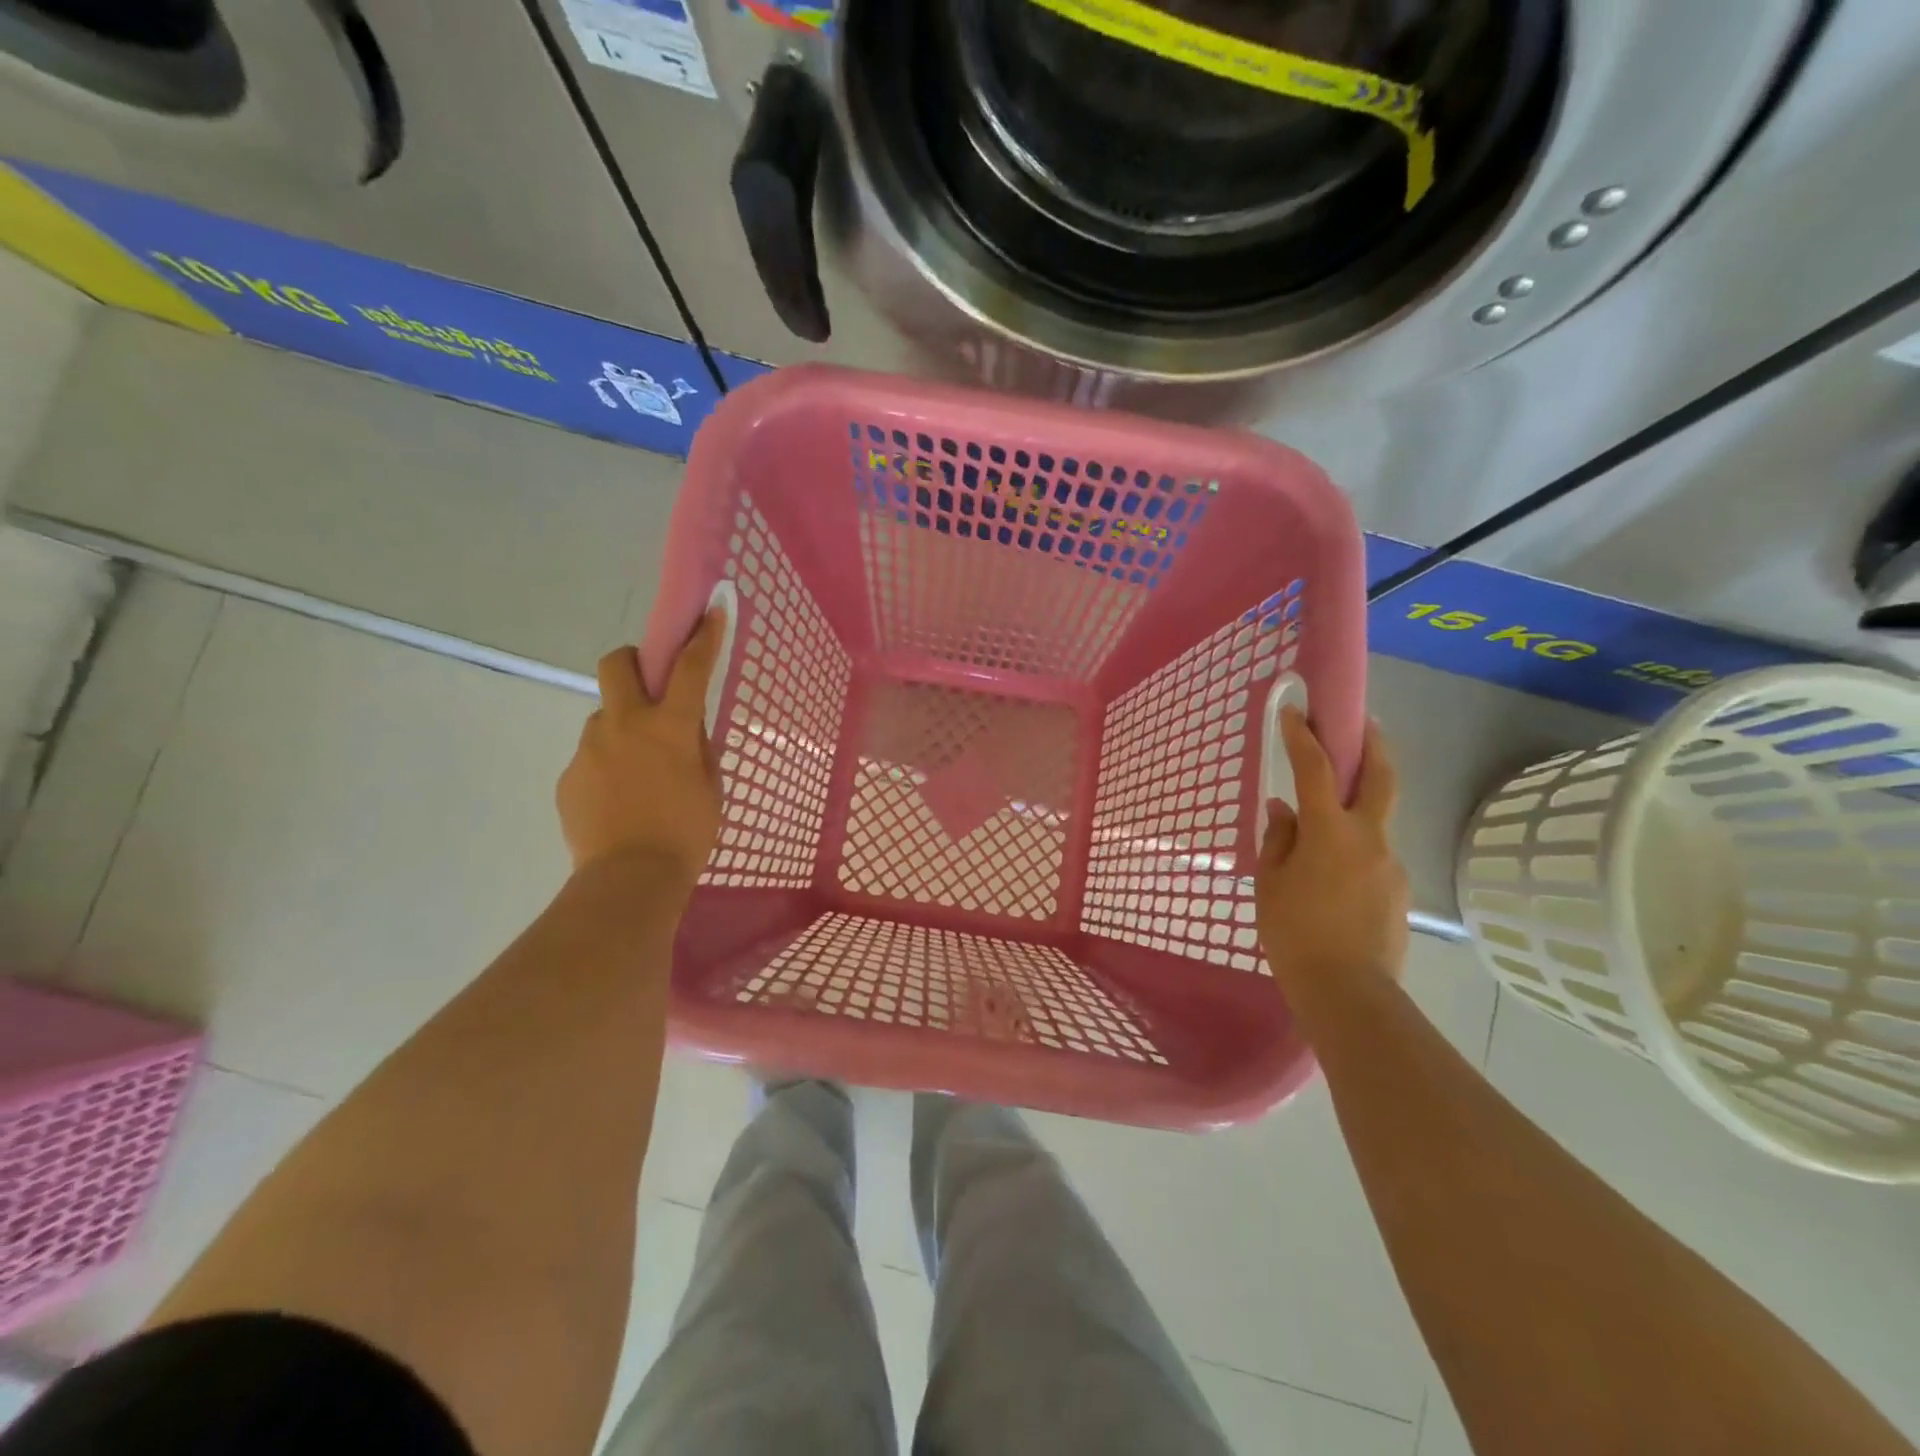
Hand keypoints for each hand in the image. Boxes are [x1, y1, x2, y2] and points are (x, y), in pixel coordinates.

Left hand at [557, 610, 725, 891]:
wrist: (629, 879)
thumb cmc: (686, 833)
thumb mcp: (710, 786)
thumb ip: (697, 748)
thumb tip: (685, 728)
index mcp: (669, 727)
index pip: (690, 667)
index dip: (703, 635)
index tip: (709, 610)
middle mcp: (625, 725)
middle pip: (617, 664)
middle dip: (634, 662)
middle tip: (650, 687)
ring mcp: (590, 748)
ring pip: (604, 716)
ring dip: (622, 726)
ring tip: (637, 768)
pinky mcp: (569, 775)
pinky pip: (591, 756)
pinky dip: (607, 764)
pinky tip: (619, 798)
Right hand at [1255, 708, 1407, 991]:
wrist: (1348, 992)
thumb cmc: (1294, 933)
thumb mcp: (1271, 883)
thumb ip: (1279, 839)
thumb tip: (1283, 810)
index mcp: (1330, 831)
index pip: (1316, 769)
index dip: (1302, 736)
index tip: (1294, 711)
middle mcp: (1369, 838)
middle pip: (1381, 777)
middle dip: (1373, 744)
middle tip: (1364, 722)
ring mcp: (1390, 864)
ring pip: (1377, 820)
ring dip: (1360, 803)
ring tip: (1327, 822)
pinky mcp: (1399, 890)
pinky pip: (1374, 855)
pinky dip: (1356, 847)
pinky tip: (1334, 874)